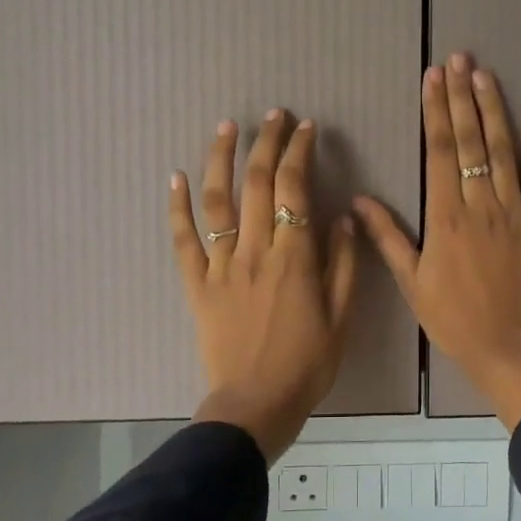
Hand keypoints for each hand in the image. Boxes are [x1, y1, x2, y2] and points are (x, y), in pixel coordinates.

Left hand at [169, 111, 357, 463]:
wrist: (256, 404)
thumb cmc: (308, 363)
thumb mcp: (342, 316)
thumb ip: (343, 264)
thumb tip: (341, 218)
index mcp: (294, 257)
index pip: (294, 189)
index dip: (299, 153)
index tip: (305, 128)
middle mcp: (255, 251)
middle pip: (256, 184)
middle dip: (266, 143)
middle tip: (274, 115)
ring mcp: (221, 266)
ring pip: (217, 202)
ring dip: (221, 159)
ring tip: (227, 127)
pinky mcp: (197, 285)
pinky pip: (183, 241)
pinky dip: (178, 207)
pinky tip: (176, 177)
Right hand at [354, 54, 520, 429]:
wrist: (508, 348)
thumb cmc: (453, 318)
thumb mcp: (412, 281)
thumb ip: (388, 237)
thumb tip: (359, 200)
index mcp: (445, 216)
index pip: (440, 150)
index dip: (436, 110)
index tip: (434, 78)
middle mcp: (480, 204)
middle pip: (471, 140)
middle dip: (463, 96)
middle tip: (460, 58)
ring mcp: (514, 211)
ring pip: (503, 150)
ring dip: (494, 110)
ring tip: (486, 75)